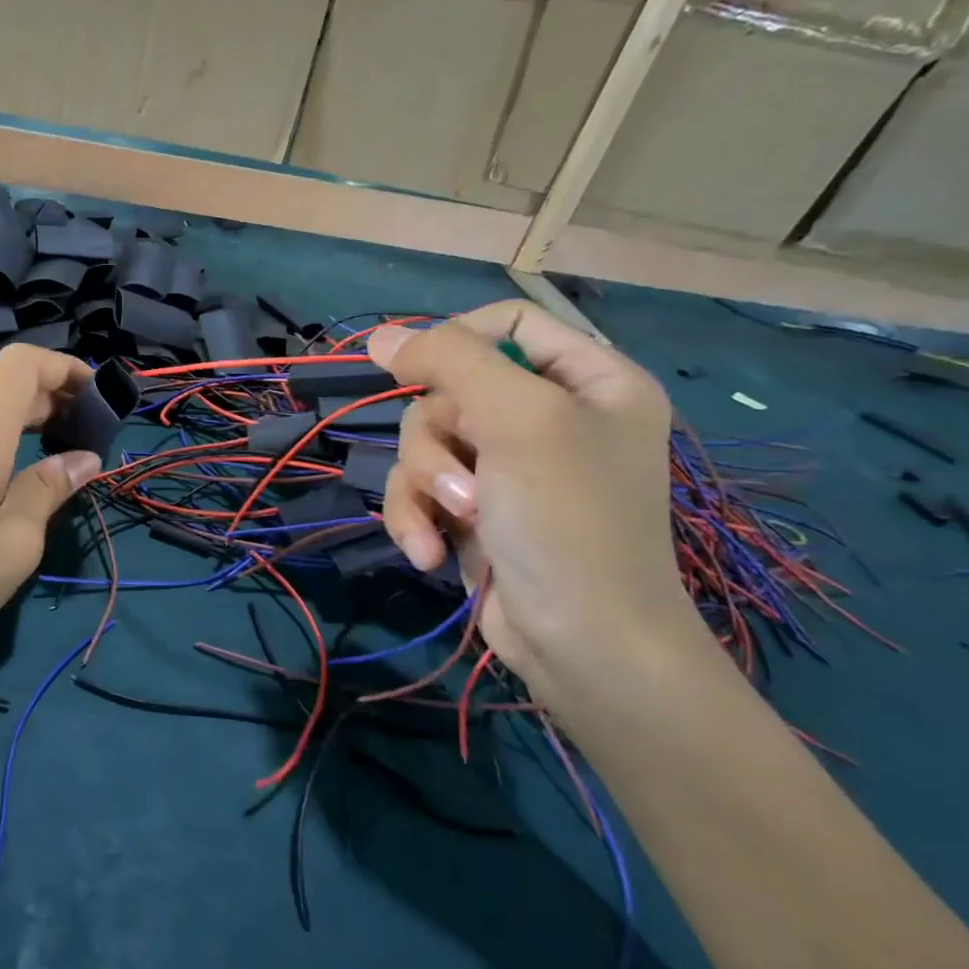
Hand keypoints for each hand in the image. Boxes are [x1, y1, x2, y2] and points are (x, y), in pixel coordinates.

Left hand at [0, 344, 102, 673]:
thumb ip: (50, 490)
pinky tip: (3, 492)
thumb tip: (83, 459)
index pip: (24, 362)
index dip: (66, 367)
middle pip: (4, 389)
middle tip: (87, 440)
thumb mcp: (14, 541)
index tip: (98, 397)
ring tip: (52, 469)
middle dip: (53, 403)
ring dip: (23, 430)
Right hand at [369, 301, 708, 708]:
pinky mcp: (474, 510)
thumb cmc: (569, 521)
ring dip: (423, 485)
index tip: (415, 372)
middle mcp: (548, 417)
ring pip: (424, 441)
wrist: (584, 646)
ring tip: (449, 523)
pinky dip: (414, 517)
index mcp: (588, 381)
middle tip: (462, 483)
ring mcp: (507, 467)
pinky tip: (429, 553)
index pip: (506, 322)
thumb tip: (380, 336)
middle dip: (437, 439)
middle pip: (450, 389)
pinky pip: (419, 487)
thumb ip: (450, 361)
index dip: (454, 341)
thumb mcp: (518, 420)